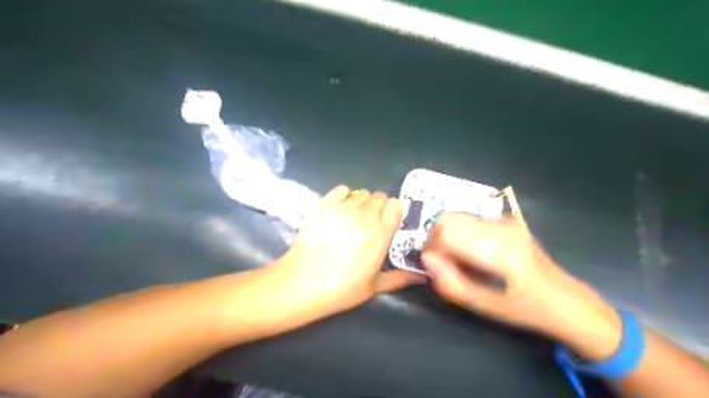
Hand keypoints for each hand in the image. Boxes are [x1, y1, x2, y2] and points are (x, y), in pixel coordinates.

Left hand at [274, 185, 422, 318]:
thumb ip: (400, 278)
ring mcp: (343, 208)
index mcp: (381, 234)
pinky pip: (341, 189)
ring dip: (360, 203)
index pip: (395, 205)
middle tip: (368, 223)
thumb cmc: (341, 289)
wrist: (303, 283)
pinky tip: (338, 210)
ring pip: (361, 193)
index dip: (393, 211)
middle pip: (379, 197)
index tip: (387, 222)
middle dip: (377, 207)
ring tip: (352, 218)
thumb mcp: (374, 286)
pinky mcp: (324, 204)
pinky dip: (343, 196)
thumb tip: (422, 276)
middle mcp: (365, 216)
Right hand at [420, 213, 620, 359]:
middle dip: (435, 237)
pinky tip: (469, 251)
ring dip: (446, 234)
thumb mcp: (484, 306)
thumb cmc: (523, 308)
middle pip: (449, 218)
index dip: (431, 248)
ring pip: (458, 216)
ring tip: (454, 257)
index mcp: (498, 250)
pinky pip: (470, 219)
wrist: (563, 299)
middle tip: (439, 259)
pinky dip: (459, 232)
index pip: (447, 233)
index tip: (432, 265)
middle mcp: (501, 228)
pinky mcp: (507, 220)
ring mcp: (505, 221)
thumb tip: (427, 259)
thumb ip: (450, 283)